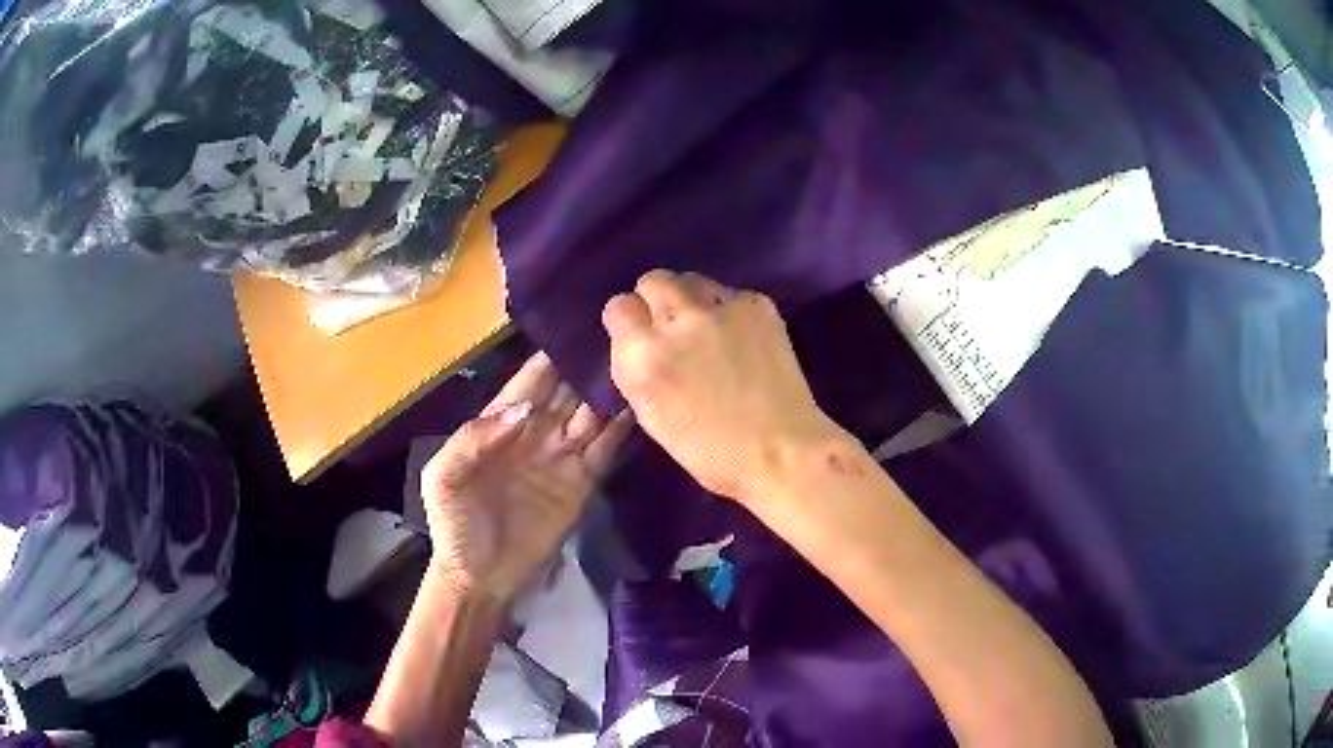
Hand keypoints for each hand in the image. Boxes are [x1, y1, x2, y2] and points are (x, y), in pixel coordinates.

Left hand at [421, 353, 631, 601]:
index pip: (531, 379)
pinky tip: (641, 405)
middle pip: (568, 389)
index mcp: (500, 423)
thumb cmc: (454, 524)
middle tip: (622, 334)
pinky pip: (606, 448)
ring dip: (611, 391)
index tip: (581, 326)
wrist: (480, 577)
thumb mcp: (444, 478)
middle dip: (589, 364)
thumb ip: (473, 438)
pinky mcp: (582, 483)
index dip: (553, 354)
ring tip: (638, 363)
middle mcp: (535, 431)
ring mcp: (562, 456)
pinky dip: (622, 428)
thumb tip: (523, 407)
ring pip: (592, 413)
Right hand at [602, 270, 842, 506]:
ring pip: (690, 280)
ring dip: (690, 299)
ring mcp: (720, 307)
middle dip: (656, 301)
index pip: (618, 307)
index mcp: (643, 356)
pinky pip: (728, 293)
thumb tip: (636, 342)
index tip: (640, 339)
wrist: (781, 451)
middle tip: (672, 328)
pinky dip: (728, 310)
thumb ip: (636, 370)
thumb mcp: (652, 417)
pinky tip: (741, 338)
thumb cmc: (710, 452)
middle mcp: (677, 320)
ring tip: (706, 328)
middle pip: (653, 281)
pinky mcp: (756, 304)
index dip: (629, 323)